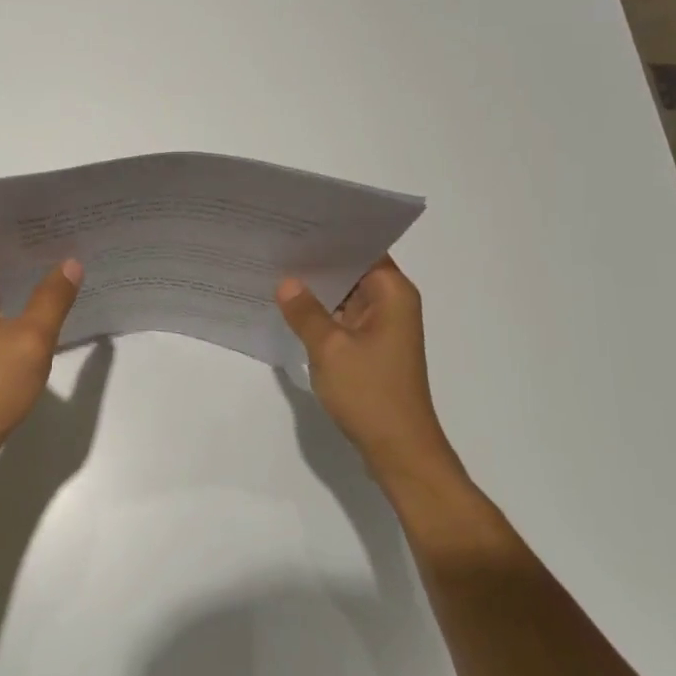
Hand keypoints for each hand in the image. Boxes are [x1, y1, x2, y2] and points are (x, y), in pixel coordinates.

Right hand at [276, 258, 459, 487]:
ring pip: (347, 295)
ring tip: (276, 270)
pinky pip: (344, 318)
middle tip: (276, 244)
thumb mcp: (329, 348)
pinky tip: (291, 308)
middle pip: (354, 270)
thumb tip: (286, 282)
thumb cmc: (370, 393)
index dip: (332, 236)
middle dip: (319, 261)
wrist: (399, 450)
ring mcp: (383, 328)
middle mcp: (393, 304)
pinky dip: (323, 313)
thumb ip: (305, 312)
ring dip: (319, 289)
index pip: (363, 248)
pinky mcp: (373, 349)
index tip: (296, 225)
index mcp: (392, 293)